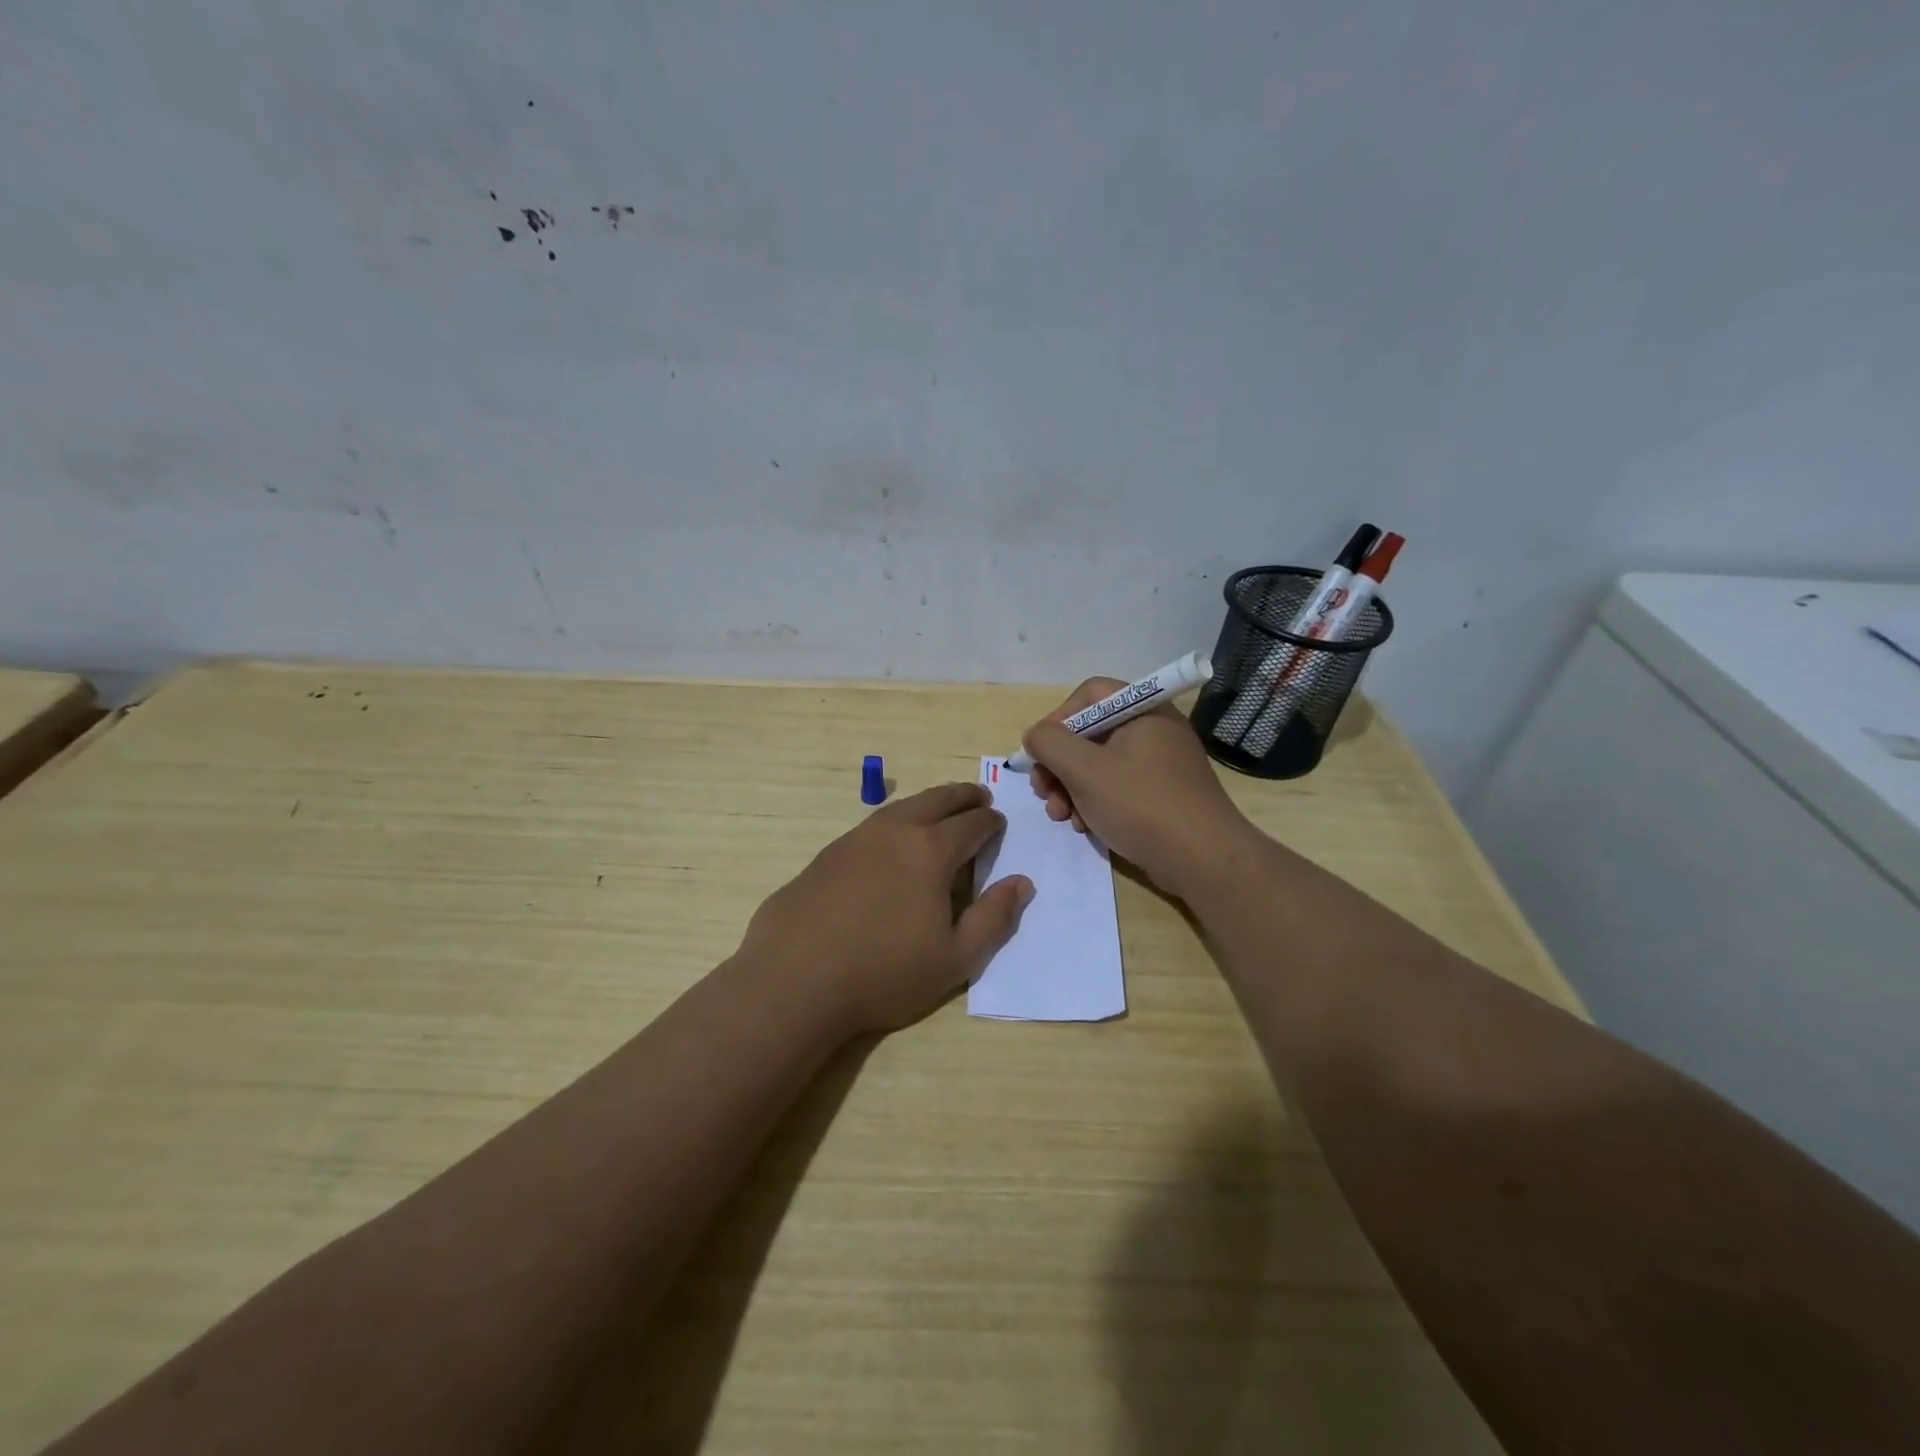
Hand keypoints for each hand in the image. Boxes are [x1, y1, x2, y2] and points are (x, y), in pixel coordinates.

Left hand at [736, 782, 1033, 1035]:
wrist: (794, 979)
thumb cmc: (884, 973)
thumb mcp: (955, 958)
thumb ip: (994, 918)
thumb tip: (1021, 882)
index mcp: (931, 851)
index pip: (972, 824)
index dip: (991, 822)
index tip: (999, 823)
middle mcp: (895, 831)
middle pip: (937, 800)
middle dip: (963, 796)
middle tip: (979, 797)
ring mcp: (856, 838)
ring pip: (902, 807)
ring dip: (929, 803)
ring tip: (940, 811)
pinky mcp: (828, 853)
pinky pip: (874, 824)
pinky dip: (897, 821)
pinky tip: (893, 841)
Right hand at [1023, 678, 1254, 899]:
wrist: (1202, 860)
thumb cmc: (1140, 804)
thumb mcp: (1084, 769)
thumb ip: (1050, 743)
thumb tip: (1036, 736)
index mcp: (1143, 710)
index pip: (1089, 695)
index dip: (1058, 719)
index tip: (1040, 752)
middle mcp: (1154, 729)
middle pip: (1090, 733)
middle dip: (1059, 764)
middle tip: (1043, 792)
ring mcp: (1160, 764)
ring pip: (1100, 764)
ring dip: (1071, 788)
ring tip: (1061, 816)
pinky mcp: (1162, 794)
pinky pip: (1118, 787)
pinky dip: (1095, 802)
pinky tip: (1084, 827)